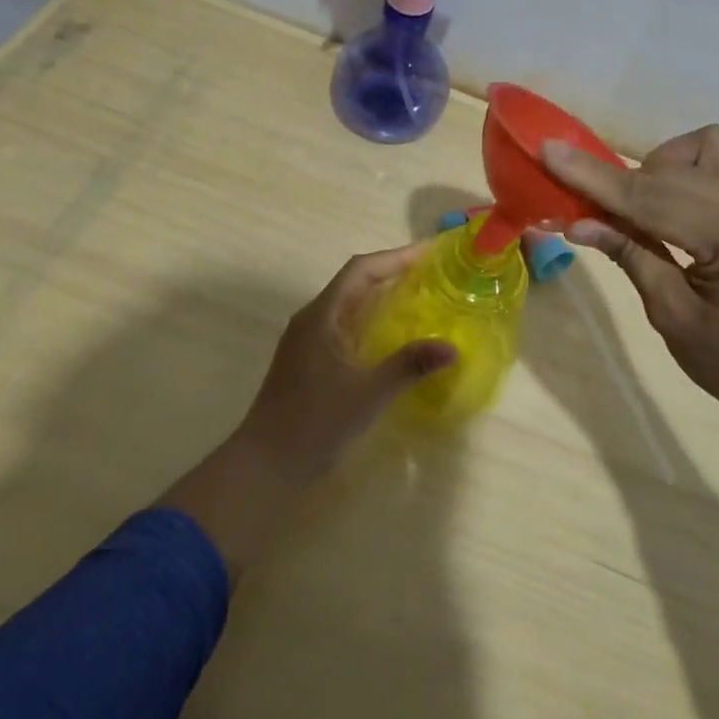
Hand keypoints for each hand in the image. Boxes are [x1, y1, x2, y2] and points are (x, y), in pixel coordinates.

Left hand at [161, 245, 453, 576]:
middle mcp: (313, 320)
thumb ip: (409, 366)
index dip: (395, 256)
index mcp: (321, 316)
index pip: (360, 270)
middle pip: (355, 282)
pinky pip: (347, 327)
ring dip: (383, 296)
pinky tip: (396, 337)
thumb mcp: (368, 393)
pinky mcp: (311, 362)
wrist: (266, 466)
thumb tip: (451, 348)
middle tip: (434, 273)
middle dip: (393, 272)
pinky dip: (374, 321)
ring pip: (351, 306)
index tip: (430, 252)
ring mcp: (309, 342)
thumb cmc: (314, 423)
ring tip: (422, 297)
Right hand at [543, 125, 718, 434]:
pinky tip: (674, 211)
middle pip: (675, 167)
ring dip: (664, 166)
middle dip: (623, 178)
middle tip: (585, 201)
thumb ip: (630, 254)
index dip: (594, 177)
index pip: (651, 197)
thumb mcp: (671, 315)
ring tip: (644, 208)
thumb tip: (577, 222)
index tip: (548, 150)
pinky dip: (689, 176)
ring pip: (706, 149)